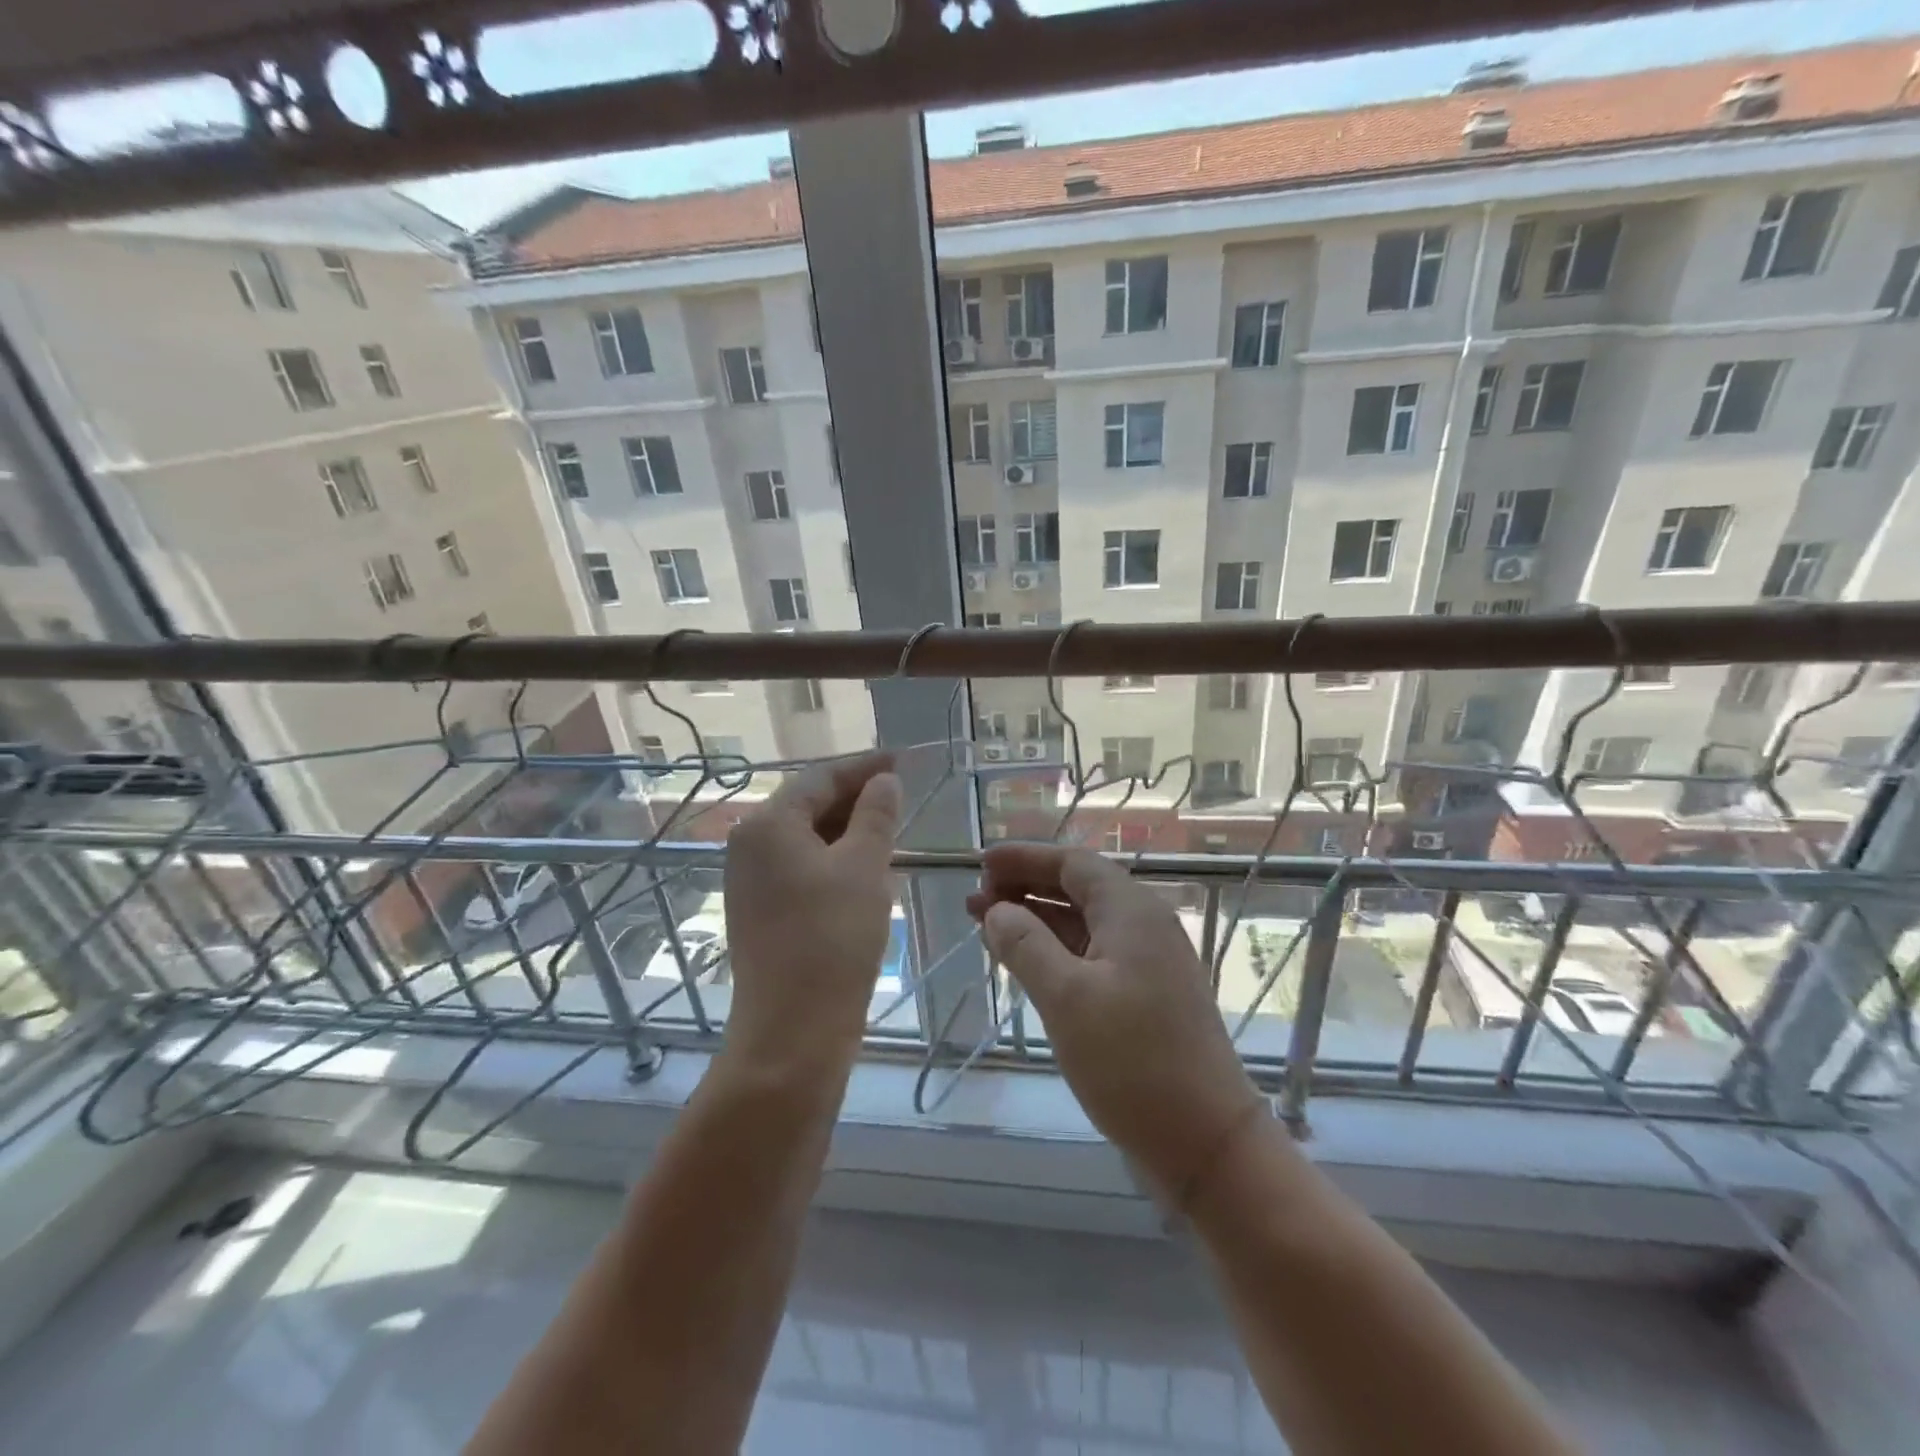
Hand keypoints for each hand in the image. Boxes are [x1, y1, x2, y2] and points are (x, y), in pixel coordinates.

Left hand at [722, 752, 900, 1079]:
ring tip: (890, 825)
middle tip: (901, 792)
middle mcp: (750, 845)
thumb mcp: (865, 868)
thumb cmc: (832, 939)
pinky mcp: (761, 910)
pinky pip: (801, 866)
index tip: (902, 759)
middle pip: (808, 804)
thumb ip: (876, 815)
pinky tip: (865, 866)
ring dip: (848, 828)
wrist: (793, 1032)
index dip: (864, 766)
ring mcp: (751, 881)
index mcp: (768, 824)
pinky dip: (834, 858)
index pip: (821, 777)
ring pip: (806, 837)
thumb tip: (884, 781)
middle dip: (856, 796)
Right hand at [967, 844, 1263, 1195]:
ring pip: (1082, 924)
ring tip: (986, 925)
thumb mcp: (1067, 998)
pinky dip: (1055, 951)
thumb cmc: (1134, 1062)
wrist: (1206, 1143)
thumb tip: (996, 910)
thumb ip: (1025, 946)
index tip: (981, 862)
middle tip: (975, 898)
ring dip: (1036, 920)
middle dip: (1025, 888)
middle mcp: (1144, 926)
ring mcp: (1148, 963)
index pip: (1072, 863)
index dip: (1025, 858)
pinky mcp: (1145, 997)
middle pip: (1077, 889)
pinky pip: (1091, 955)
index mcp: (1132, 911)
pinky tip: (1025, 963)